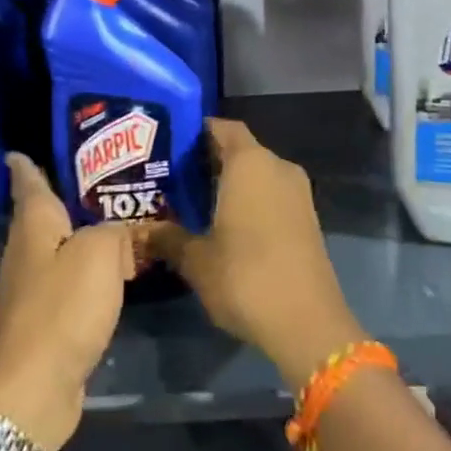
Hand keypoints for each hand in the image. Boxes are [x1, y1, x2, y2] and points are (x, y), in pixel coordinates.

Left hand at [0, 154, 135, 450]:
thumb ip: (118, 232)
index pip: (28, 181)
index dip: (26, 163)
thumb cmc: (61, 309)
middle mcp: (29, 250)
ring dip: (86, 233)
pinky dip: (93, 269)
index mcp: (35, 225)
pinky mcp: (48, 318)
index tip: (20, 148)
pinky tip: (116, 269)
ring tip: (120, 217)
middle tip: (105, 175)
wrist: (32, 390)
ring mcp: (35, 287)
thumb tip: (124, 235)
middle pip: (45, 213)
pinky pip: (73, 279)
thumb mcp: (99, 254)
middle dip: (67, 193)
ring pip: (63, 246)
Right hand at [149, 119, 364, 391]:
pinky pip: (272, 195)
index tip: (170, 145)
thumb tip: (142, 231)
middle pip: (241, 150)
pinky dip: (250, 201)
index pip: (224, 127)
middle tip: (173, 178)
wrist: (307, 323)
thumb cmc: (245, 277)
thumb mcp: (196, 260)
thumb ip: (168, 238)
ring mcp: (298, 193)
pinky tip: (225, 225)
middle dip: (209, 161)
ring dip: (231, 183)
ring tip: (194, 203)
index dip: (198, 131)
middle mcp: (277, 167)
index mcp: (250, 163)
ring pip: (258, 174)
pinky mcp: (308, 218)